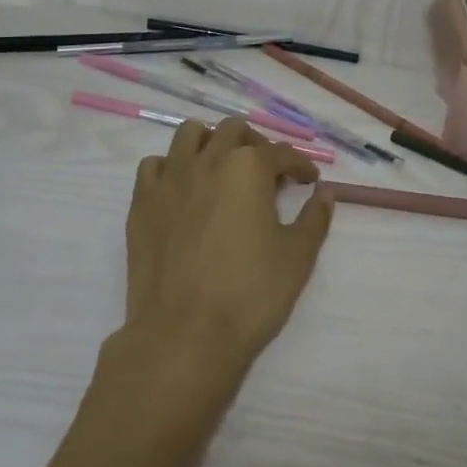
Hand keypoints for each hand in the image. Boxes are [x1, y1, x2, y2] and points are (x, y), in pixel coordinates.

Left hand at [120, 117, 333, 376]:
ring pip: (189, 134)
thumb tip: (325, 194)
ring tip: (221, 168)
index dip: (299, 165)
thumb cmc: (249, 294)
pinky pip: (154, 165)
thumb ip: (314, 218)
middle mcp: (208, 160)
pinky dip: (170, 167)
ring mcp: (170, 179)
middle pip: (233, 130)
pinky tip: (182, 189)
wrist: (184, 336)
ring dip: (210, 142)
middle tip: (267, 173)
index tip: (308, 181)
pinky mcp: (141, 202)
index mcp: (248, 168)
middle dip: (256, 144)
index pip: (281, 153)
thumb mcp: (297, 257)